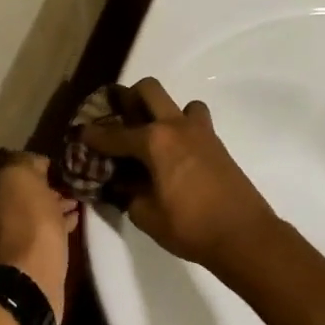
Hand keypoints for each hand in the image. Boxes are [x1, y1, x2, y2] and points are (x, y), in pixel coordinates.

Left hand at [0, 152, 78, 322]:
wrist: (29, 280)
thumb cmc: (29, 224)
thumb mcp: (24, 178)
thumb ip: (27, 163)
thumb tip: (36, 164)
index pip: (15, 165)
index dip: (38, 162)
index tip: (62, 164)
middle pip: (25, 190)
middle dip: (47, 185)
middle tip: (74, 182)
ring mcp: (10, 234)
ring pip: (36, 211)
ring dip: (55, 204)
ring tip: (79, 199)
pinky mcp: (28, 255)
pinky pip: (45, 230)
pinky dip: (59, 222)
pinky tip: (76, 219)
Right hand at [80, 77, 277, 271]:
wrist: (244, 234)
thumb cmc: (190, 227)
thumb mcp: (146, 215)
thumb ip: (129, 194)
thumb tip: (122, 184)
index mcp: (154, 141)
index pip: (113, 134)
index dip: (92, 135)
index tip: (79, 133)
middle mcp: (176, 126)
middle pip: (148, 90)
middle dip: (129, 99)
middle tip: (119, 120)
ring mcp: (200, 132)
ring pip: (178, 103)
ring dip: (162, 113)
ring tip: (152, 139)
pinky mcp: (217, 144)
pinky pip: (195, 122)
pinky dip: (181, 130)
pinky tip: (174, 156)